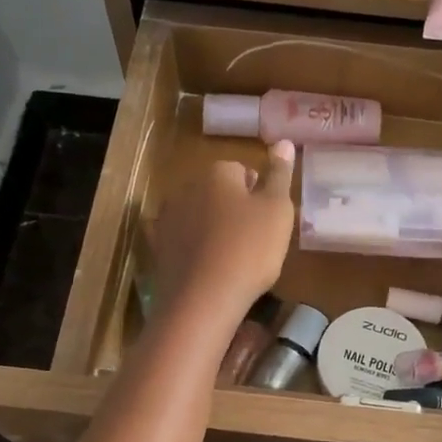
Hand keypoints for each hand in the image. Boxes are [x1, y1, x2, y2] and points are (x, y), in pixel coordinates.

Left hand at [146, 142, 295, 324]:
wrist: (203, 299)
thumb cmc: (250, 249)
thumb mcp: (277, 209)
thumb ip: (280, 174)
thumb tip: (283, 142)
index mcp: (217, 172)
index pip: (243, 172)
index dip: (259, 196)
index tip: (268, 222)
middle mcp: (187, 186)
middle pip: (218, 192)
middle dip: (234, 210)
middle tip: (254, 241)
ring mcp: (167, 217)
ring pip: (198, 215)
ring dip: (212, 228)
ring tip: (231, 258)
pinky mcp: (157, 247)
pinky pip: (180, 240)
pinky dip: (191, 248)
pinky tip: (205, 267)